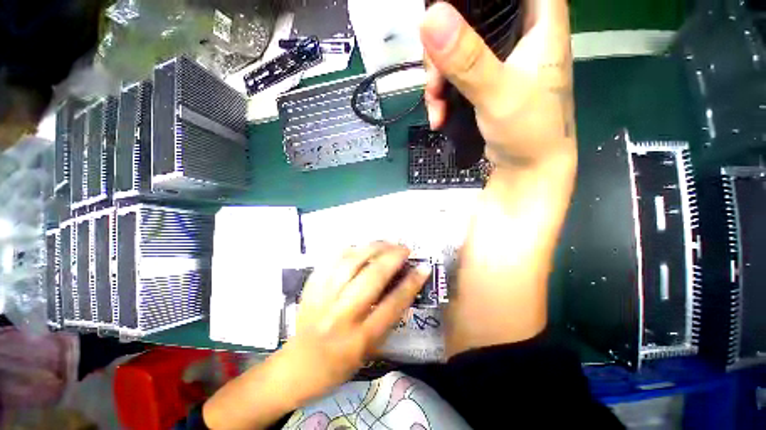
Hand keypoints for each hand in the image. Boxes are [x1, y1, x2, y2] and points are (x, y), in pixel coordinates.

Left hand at [289, 242, 430, 393]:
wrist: (298, 367)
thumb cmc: (341, 363)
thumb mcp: (371, 348)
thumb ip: (387, 316)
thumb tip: (404, 282)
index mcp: (361, 339)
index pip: (393, 305)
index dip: (411, 283)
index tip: (423, 267)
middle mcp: (342, 316)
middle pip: (372, 277)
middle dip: (392, 257)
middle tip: (404, 249)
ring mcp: (323, 298)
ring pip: (351, 262)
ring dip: (372, 247)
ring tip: (385, 243)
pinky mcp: (310, 288)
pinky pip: (332, 260)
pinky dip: (349, 249)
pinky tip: (360, 247)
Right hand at [420, 0, 574, 168]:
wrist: (526, 169)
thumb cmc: (528, 130)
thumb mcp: (498, 92)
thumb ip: (467, 59)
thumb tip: (430, 17)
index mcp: (538, 20)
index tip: (446, 10)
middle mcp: (518, 34)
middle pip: (470, 17)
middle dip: (443, 48)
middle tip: (434, 79)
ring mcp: (498, 61)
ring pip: (456, 50)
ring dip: (438, 79)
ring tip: (435, 106)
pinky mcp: (484, 83)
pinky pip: (454, 77)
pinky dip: (442, 95)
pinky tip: (438, 115)